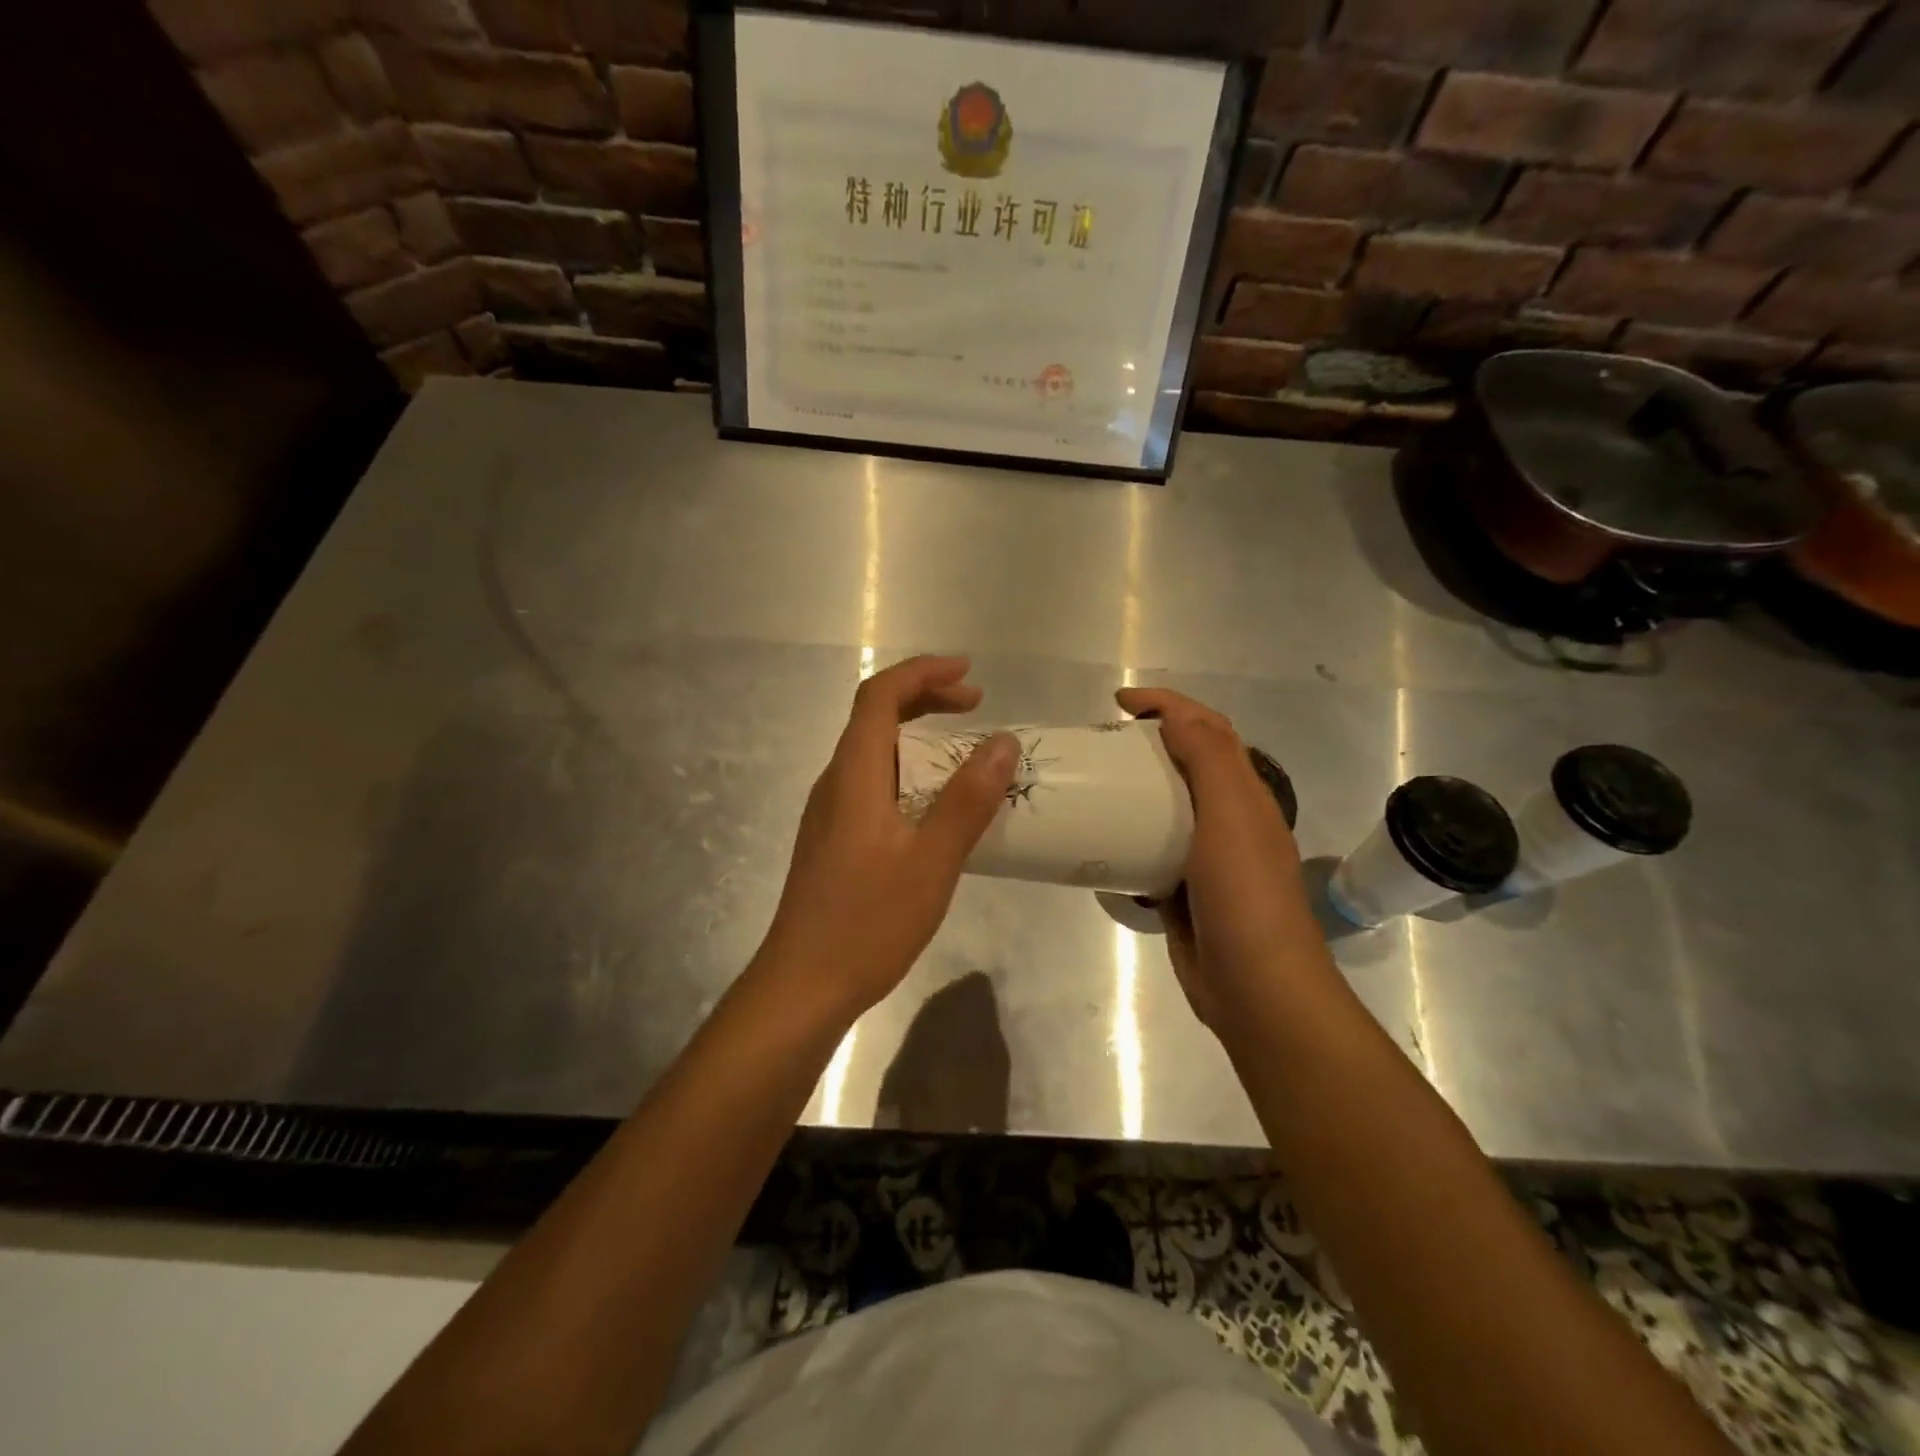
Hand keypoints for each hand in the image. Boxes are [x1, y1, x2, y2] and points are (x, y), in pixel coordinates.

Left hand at [757, 655, 1017, 1021]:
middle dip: (925, 699)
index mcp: (853, 774)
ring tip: (964, 752)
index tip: (968, 674)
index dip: (922, 673)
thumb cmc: (868, 921)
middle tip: (975, 706)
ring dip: (917, 737)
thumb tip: (1002, 742)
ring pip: (873, 752)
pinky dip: (907, 772)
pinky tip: (935, 806)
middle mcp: (835, 783)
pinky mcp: (833, 840)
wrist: (803, 985)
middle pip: (874, 718)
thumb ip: (967, 800)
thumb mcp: (931, 860)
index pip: (879, 696)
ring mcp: (829, 813)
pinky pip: (872, 784)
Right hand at [1116, 687, 1316, 1029]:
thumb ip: (1208, 757)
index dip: (1168, 704)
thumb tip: (1176, 714)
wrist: (1256, 988)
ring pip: (1165, 809)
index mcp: (1245, 794)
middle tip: (1099, 744)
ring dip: (1133, 790)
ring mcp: (1205, 859)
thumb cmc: (1244, 894)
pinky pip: (1148, 852)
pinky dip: (1126, 839)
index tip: (1119, 702)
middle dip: (1146, 742)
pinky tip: (1098, 842)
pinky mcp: (1182, 893)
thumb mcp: (1231, 814)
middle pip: (1186, 765)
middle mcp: (1229, 820)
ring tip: (1091, 786)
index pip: (1208, 729)